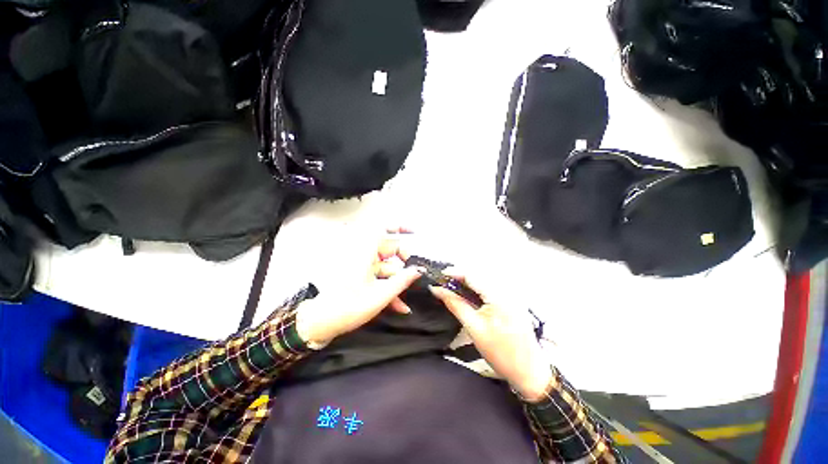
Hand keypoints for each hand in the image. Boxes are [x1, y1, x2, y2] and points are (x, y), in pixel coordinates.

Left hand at [296, 228, 421, 347]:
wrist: (322, 323)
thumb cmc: (347, 307)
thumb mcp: (380, 295)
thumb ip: (402, 281)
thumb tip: (419, 270)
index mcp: (365, 252)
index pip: (383, 228)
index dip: (400, 227)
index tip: (414, 232)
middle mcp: (364, 254)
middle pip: (390, 249)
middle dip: (404, 263)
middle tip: (416, 275)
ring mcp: (363, 265)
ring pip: (387, 266)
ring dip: (397, 280)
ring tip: (405, 298)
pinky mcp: (362, 275)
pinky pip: (380, 276)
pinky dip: (389, 287)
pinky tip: (398, 304)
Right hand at [430, 272, 552, 401]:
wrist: (529, 372)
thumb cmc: (500, 353)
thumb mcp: (473, 328)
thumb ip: (455, 304)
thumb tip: (437, 290)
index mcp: (499, 296)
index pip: (473, 275)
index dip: (455, 272)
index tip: (440, 275)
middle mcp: (507, 290)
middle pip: (479, 275)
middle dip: (461, 276)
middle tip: (445, 283)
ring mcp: (512, 295)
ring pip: (485, 280)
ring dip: (469, 282)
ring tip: (454, 287)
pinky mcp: (513, 301)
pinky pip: (492, 287)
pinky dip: (478, 288)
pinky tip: (470, 294)